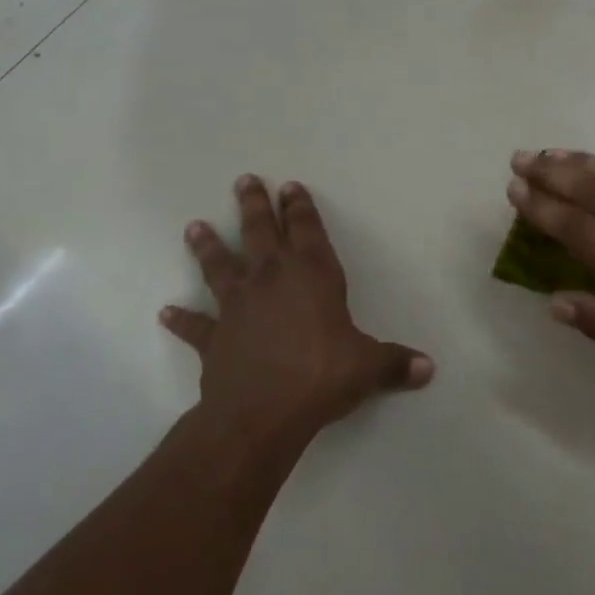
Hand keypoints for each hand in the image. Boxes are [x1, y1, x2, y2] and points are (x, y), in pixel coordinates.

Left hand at [161, 175, 433, 431]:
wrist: (262, 412)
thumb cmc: (322, 376)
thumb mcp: (369, 367)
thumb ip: (397, 363)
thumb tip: (429, 368)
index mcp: (313, 277)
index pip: (308, 232)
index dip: (301, 208)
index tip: (291, 186)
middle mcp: (272, 281)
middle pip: (261, 234)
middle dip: (255, 207)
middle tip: (245, 181)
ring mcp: (238, 307)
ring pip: (220, 266)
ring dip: (209, 247)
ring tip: (194, 227)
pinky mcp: (215, 338)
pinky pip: (196, 325)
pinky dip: (182, 319)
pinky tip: (166, 312)